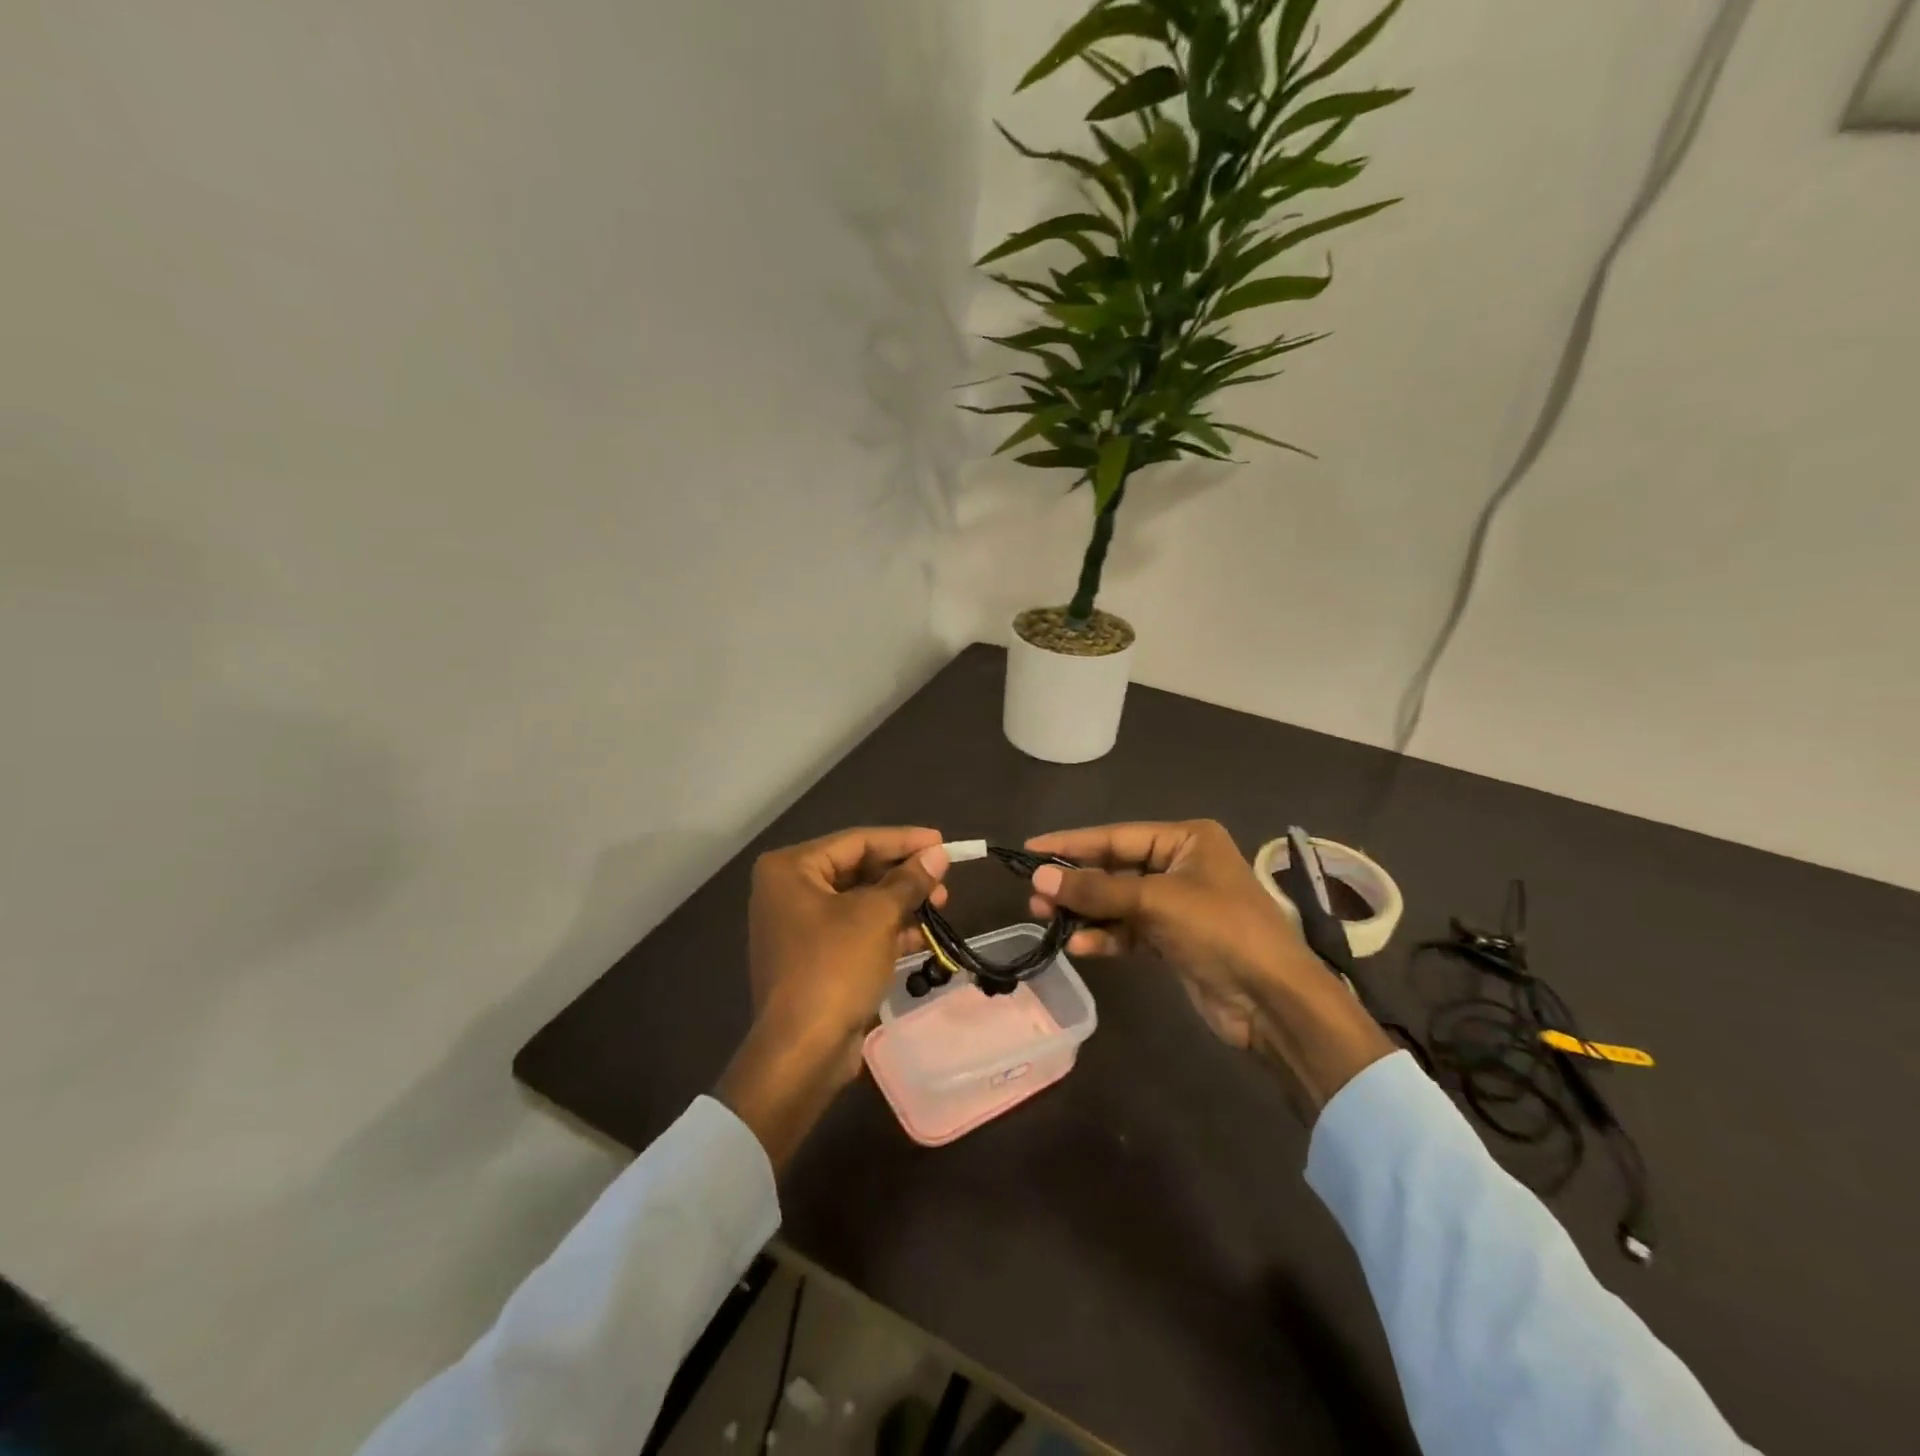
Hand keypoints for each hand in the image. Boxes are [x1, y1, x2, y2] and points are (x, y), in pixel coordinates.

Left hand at [717, 827, 949, 1166]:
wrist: (802, 1051)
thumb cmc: (834, 967)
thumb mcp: (877, 916)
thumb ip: (909, 880)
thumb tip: (937, 854)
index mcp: (790, 869)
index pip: (857, 841)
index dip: (903, 840)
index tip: (942, 842)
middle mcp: (787, 891)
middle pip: (857, 870)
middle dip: (903, 875)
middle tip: (944, 878)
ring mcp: (797, 928)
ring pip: (859, 902)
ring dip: (900, 902)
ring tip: (941, 903)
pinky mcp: (812, 959)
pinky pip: (854, 931)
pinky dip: (886, 930)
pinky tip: (922, 934)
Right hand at [1026, 820, 1392, 1115]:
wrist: (1274, 1003)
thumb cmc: (1221, 931)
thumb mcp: (1156, 902)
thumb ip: (1096, 890)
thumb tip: (1039, 878)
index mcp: (1187, 839)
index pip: (1116, 836)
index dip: (1072, 843)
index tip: (1030, 848)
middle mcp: (1181, 865)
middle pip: (1115, 869)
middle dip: (1076, 884)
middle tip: (1033, 896)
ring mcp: (1177, 905)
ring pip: (1118, 903)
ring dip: (1085, 913)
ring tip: (1045, 920)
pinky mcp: (1173, 941)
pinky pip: (1129, 931)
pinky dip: (1105, 937)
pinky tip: (1079, 947)